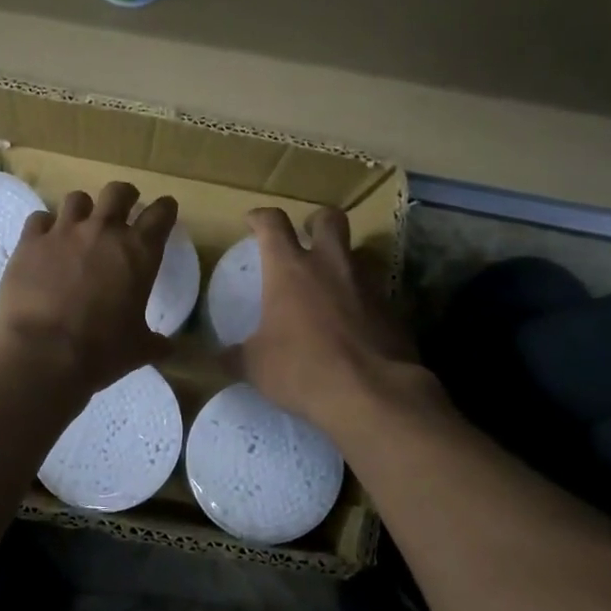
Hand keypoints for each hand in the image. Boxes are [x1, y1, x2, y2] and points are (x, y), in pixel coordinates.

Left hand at [0, 182, 177, 403]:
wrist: (42, 354)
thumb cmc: (100, 352)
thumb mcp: (138, 349)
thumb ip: (155, 342)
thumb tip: (168, 348)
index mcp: (139, 253)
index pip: (161, 213)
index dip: (165, 209)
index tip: (165, 211)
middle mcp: (104, 232)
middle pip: (118, 192)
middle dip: (124, 197)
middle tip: (122, 209)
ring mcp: (64, 232)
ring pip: (77, 198)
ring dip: (83, 209)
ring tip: (79, 226)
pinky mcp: (30, 241)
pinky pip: (39, 219)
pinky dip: (44, 227)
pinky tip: (44, 242)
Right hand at [234, 206, 436, 436]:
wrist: (372, 394)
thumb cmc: (302, 369)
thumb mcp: (255, 366)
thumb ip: (235, 356)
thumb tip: (217, 358)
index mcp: (290, 269)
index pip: (273, 223)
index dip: (261, 217)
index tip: (253, 221)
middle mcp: (330, 265)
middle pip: (329, 219)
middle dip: (316, 221)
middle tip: (307, 237)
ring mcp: (366, 284)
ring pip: (359, 252)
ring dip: (345, 260)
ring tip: (333, 282)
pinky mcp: (393, 309)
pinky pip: (376, 291)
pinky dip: (364, 299)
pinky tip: (355, 322)